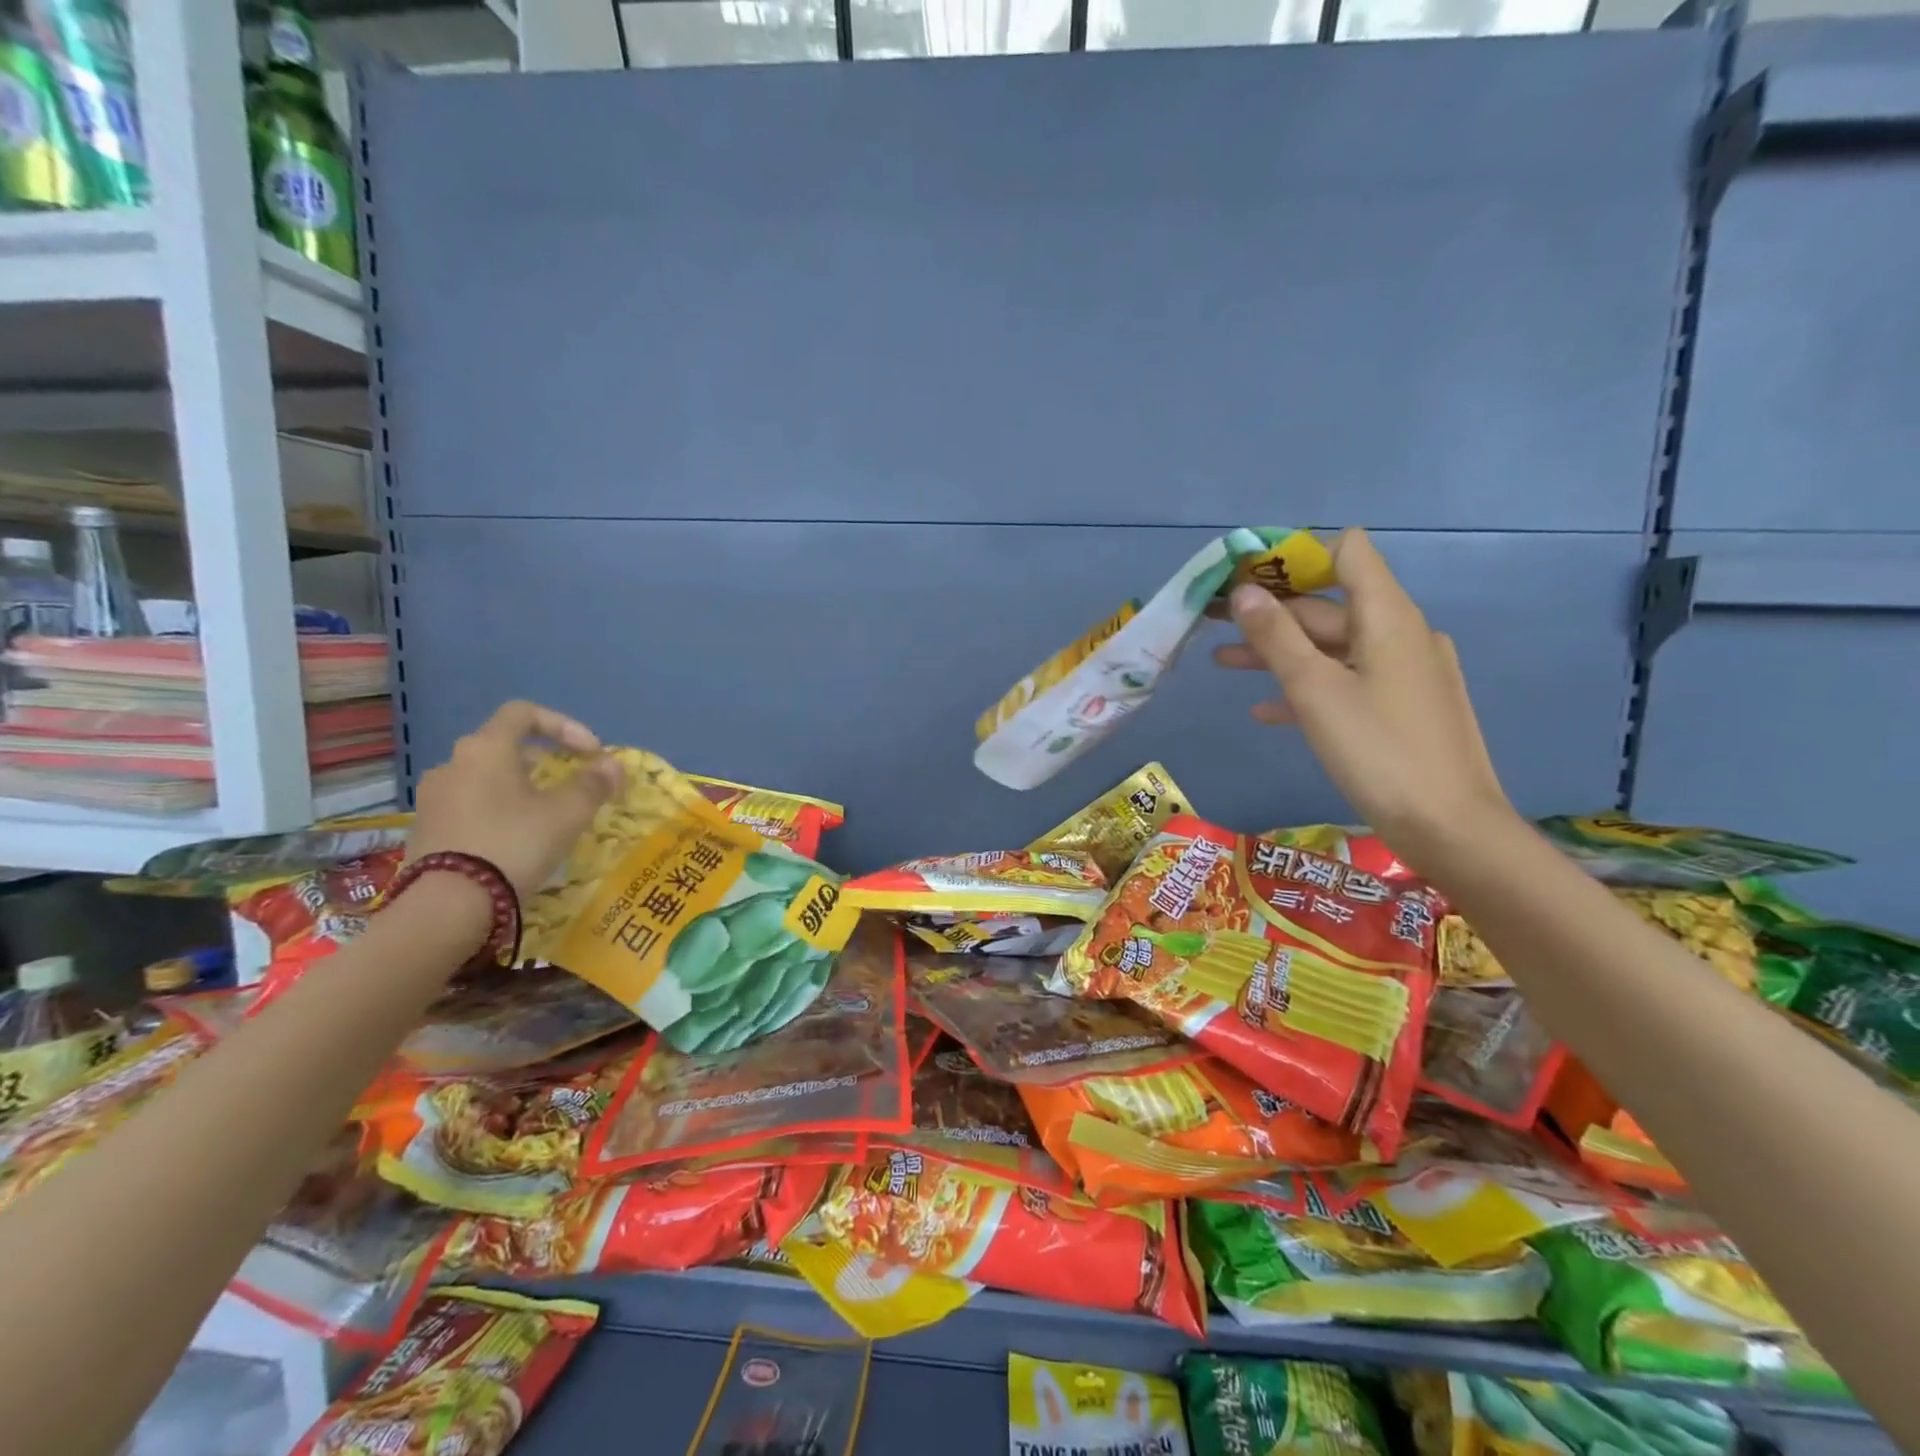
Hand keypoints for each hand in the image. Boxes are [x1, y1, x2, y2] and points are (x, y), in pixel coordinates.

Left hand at [406, 701, 624, 899]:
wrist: (449, 904)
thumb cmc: (514, 843)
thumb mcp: (568, 813)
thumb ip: (593, 783)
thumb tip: (612, 764)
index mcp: (486, 748)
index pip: (524, 713)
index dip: (564, 725)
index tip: (590, 753)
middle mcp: (453, 763)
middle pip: (503, 744)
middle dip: (544, 758)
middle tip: (570, 780)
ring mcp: (434, 796)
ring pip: (486, 776)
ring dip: (519, 784)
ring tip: (545, 812)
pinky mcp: (426, 828)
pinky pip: (469, 803)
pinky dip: (498, 808)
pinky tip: (515, 837)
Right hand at [1214, 528, 1517, 872]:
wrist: (1449, 828)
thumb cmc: (1378, 751)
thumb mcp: (1315, 691)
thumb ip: (1276, 638)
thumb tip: (1244, 591)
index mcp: (1387, 617)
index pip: (1347, 552)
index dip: (1296, 556)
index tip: (1247, 576)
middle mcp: (1400, 634)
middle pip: (1329, 605)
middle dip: (1270, 612)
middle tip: (1215, 621)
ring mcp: (1404, 673)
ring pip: (1332, 648)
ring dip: (1279, 652)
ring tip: (1223, 661)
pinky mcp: (1401, 707)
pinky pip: (1347, 682)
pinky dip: (1307, 686)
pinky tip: (1266, 710)